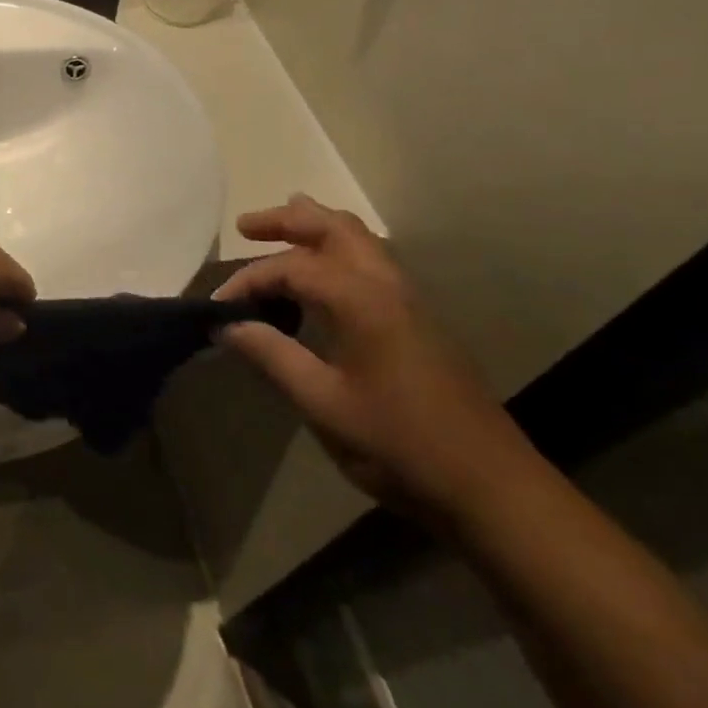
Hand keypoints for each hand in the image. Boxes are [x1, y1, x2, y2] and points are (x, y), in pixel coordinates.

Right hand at [214, 196, 538, 523]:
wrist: (489, 486)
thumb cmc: (399, 444)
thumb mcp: (322, 403)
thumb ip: (272, 356)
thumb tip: (228, 326)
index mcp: (362, 300)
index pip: (291, 267)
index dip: (248, 281)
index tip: (218, 308)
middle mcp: (388, 286)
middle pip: (334, 228)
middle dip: (287, 220)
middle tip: (245, 226)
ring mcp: (410, 301)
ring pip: (359, 241)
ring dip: (316, 230)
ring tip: (280, 231)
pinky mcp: (419, 321)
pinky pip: (371, 264)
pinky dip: (337, 253)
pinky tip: (320, 279)